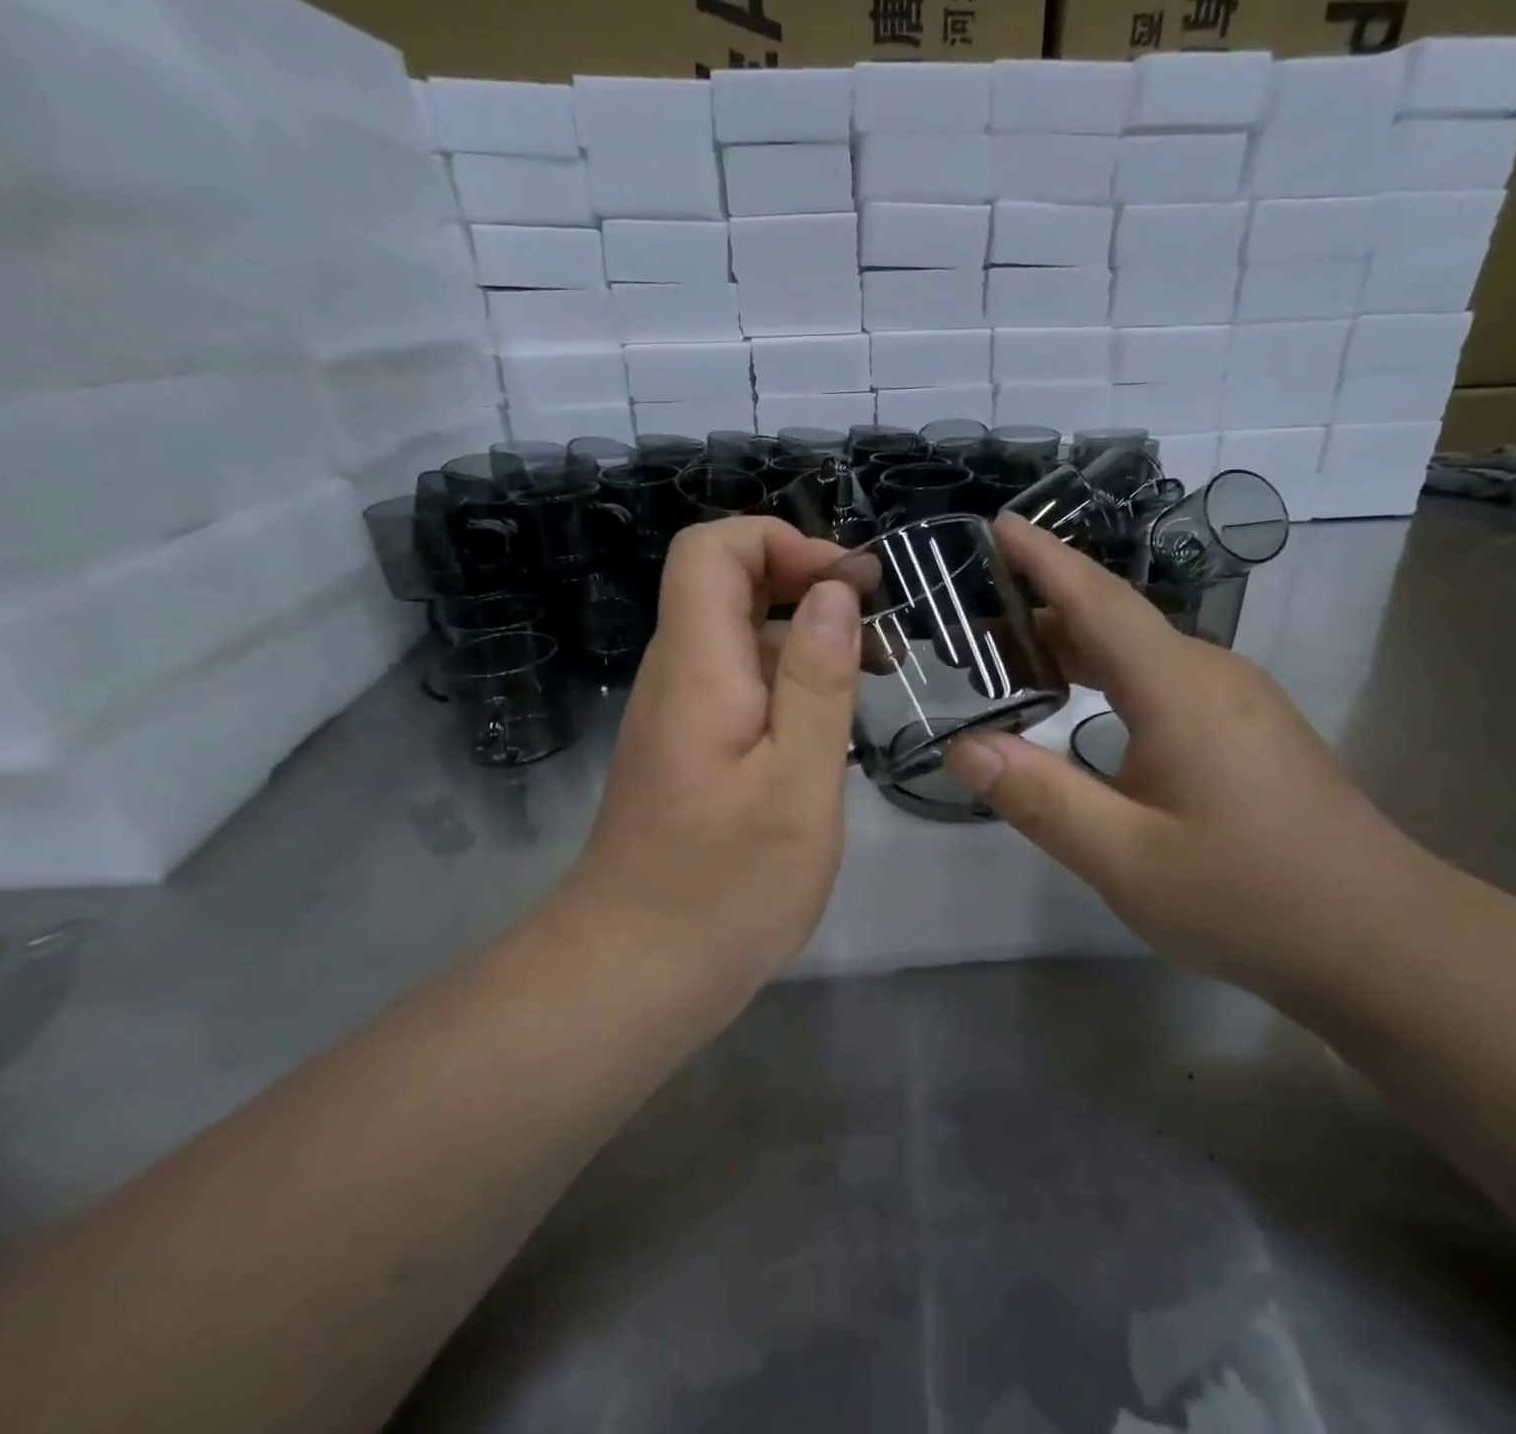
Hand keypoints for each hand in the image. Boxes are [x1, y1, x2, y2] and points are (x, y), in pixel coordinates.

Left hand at [557, 517, 860, 986]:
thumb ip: (817, 681)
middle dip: (805, 586)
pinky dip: (789, 686)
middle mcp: (677, 677)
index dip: (779, 541)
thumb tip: (832, 593)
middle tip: (878, 634)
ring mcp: (679, 716)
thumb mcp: (797, 782)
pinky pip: (738, 688)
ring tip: (873, 678)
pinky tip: (831, 731)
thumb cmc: (726, 886)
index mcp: (697, 668)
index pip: (711, 549)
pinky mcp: (689, 752)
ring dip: (804, 640)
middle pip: (726, 587)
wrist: (636, 973)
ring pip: (738, 640)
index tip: (848, 584)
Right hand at [944, 513, 1440, 999]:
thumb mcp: (1125, 859)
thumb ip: (1038, 797)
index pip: (1097, 601)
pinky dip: (1104, 677)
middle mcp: (1210, 675)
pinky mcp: (1247, 730)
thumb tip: (962, 746)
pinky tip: (1079, 707)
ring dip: (1072, 647)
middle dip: (1039, 610)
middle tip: (969, 624)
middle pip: (1113, 622)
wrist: (1386, 943)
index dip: (1043, 558)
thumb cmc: (1251, 898)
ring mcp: (1236, 701)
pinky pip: (1160, 681)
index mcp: (1178, 689)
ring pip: (1137, 653)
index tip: (996, 523)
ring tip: (1007, 662)